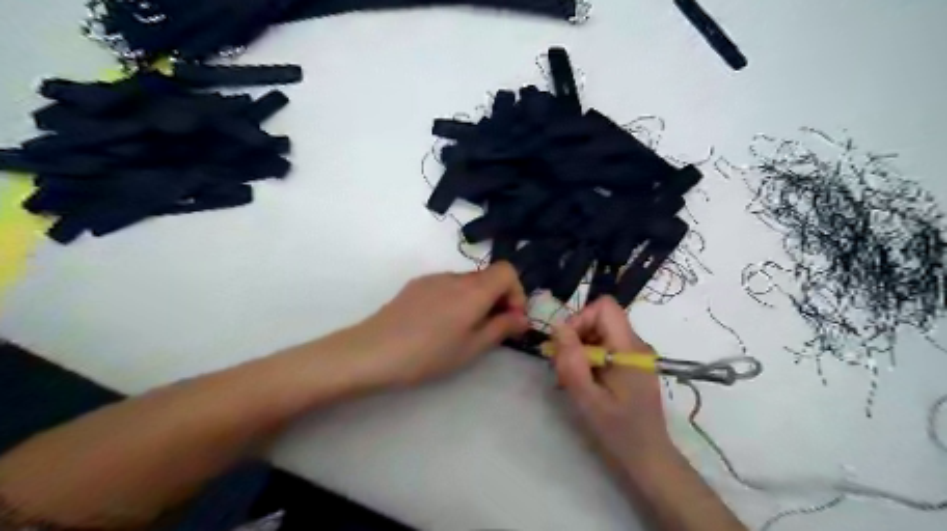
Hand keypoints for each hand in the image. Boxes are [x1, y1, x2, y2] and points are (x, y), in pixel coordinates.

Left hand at [348, 263, 529, 386]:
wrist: (373, 351)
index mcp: (474, 290)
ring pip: (467, 281)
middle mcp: (456, 276)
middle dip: (498, 298)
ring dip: (476, 299)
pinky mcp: (417, 284)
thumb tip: (522, 317)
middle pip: (488, 276)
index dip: (516, 292)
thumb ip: (501, 328)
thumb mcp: (471, 348)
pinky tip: (439, 324)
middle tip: (490, 329)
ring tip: (462, 330)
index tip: (509, 318)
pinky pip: (447, 285)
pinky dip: (456, 298)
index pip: (508, 270)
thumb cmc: (428, 355)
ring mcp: (433, 278)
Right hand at [553, 297, 675, 474]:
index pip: (605, 307)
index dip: (580, 318)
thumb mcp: (588, 398)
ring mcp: (635, 355)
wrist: (648, 458)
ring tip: (571, 376)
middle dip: (576, 335)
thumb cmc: (618, 431)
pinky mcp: (631, 365)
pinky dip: (589, 357)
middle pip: (601, 318)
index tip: (566, 346)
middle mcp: (636, 345)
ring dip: (580, 348)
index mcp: (629, 349)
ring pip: (600, 332)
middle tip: (563, 365)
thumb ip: (571, 361)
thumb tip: (557, 327)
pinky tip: (583, 381)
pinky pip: (605, 346)